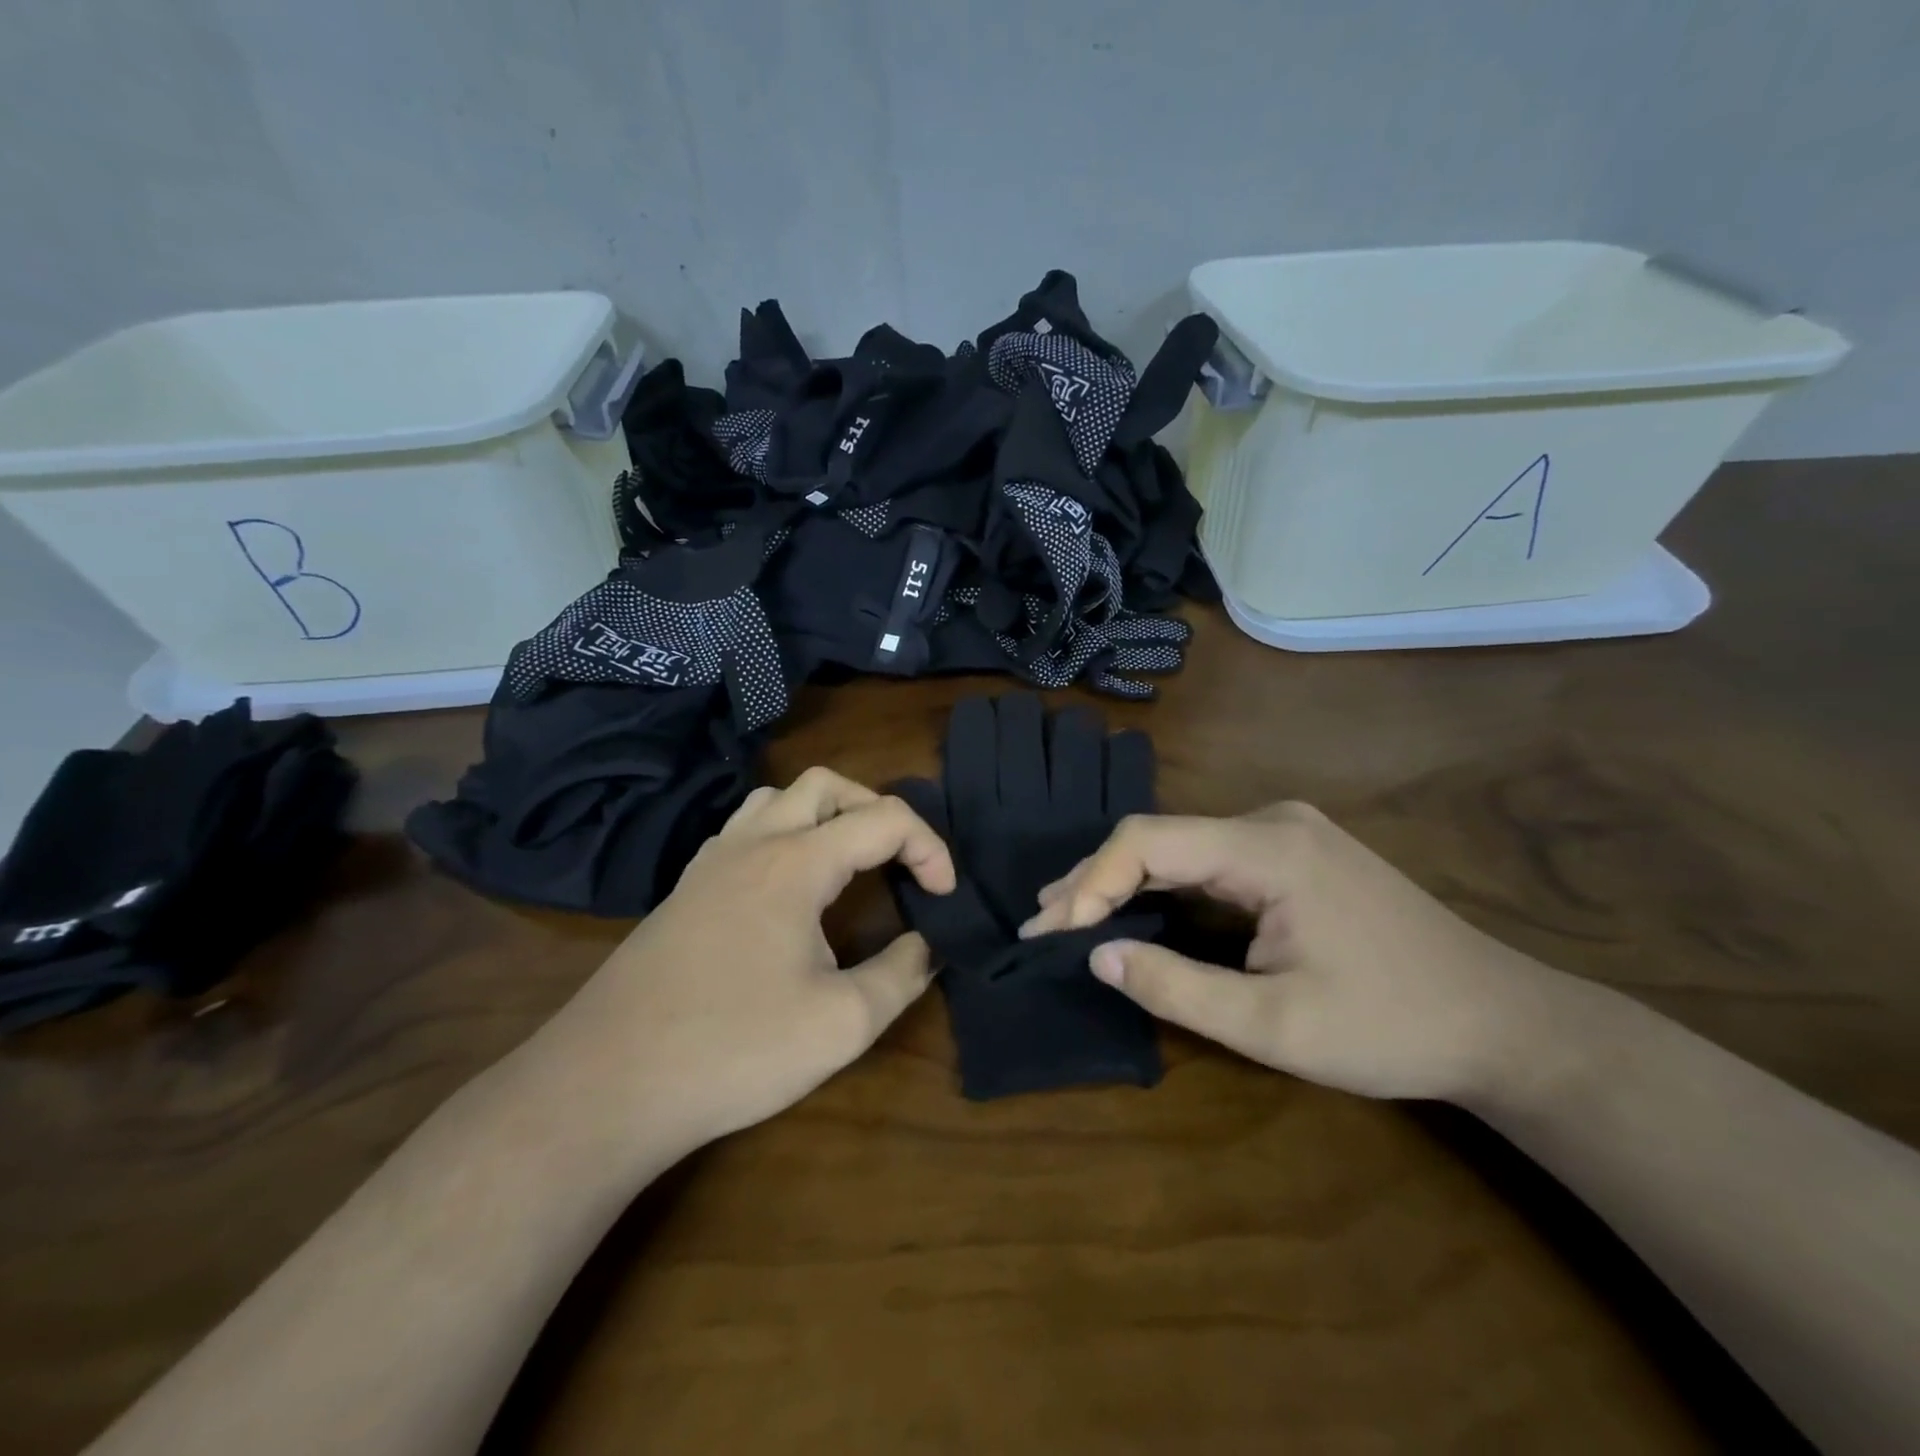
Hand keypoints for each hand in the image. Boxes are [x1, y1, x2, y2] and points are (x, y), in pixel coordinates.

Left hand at [538, 768, 955, 1150]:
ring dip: (825, 815)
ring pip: (777, 799)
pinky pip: (743, 830)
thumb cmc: (733, 1049)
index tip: (946, 896)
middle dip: (877, 810)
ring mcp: (710, 862)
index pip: (884, 819)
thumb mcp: (841, 1024)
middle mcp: (752, 843)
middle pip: (826, 785)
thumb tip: (927, 945)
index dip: (930, 848)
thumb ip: (901, 975)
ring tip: (849, 863)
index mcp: (795, 862)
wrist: (607, 1084)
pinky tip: (789, 890)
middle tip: (900, 862)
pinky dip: (784, 836)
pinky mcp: (685, 890)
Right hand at [1018, 801, 1550, 1101]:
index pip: (1148, 841)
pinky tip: (1134, 907)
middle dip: (1096, 879)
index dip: (1089, 882)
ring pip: (1181, 845)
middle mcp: (1271, 821)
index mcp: (1268, 848)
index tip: (1052, 932)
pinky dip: (1164, 885)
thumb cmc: (1392, 1028)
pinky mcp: (1294, 852)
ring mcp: (1286, 832)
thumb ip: (1176, 989)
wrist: (1505, 1024)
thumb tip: (1095, 955)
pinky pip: (1208, 858)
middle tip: (1044, 923)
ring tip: (1071, 915)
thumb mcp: (1275, 1028)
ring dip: (1125, 881)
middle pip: (1159, 837)